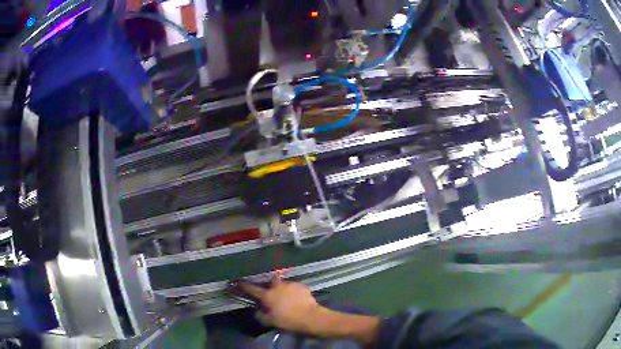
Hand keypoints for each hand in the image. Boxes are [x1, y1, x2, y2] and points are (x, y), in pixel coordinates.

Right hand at [240, 275, 320, 332]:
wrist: (310, 317)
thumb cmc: (288, 320)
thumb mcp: (270, 321)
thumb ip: (261, 315)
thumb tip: (257, 311)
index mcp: (268, 295)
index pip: (252, 289)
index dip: (245, 286)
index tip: (239, 282)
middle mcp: (278, 287)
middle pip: (271, 281)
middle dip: (271, 285)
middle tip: (273, 292)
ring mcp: (291, 285)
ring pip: (284, 285)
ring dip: (284, 290)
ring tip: (288, 298)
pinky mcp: (303, 286)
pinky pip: (296, 288)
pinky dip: (295, 292)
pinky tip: (298, 299)